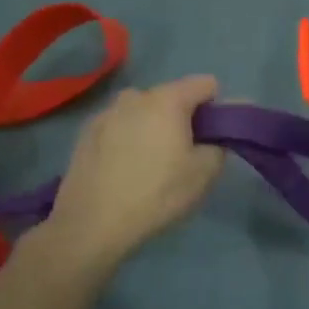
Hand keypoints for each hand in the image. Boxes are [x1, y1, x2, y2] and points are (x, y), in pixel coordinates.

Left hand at [45, 75, 225, 267]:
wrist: (91, 224)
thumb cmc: (156, 194)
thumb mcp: (203, 173)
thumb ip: (222, 142)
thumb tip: (222, 130)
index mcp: (167, 99)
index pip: (206, 84)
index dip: (217, 108)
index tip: (213, 137)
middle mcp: (135, 96)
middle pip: (172, 97)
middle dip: (183, 119)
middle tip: (184, 156)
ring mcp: (106, 112)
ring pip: (143, 112)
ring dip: (154, 127)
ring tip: (150, 164)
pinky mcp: (85, 132)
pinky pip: (120, 126)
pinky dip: (128, 138)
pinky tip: (124, 169)